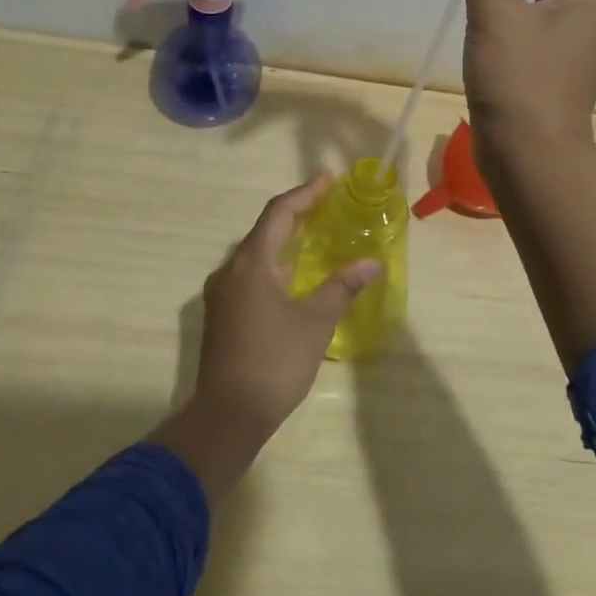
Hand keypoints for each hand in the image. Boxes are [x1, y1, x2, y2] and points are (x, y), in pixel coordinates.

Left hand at [193, 173, 381, 435]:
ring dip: (285, 240)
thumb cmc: (274, 362)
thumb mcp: (316, 322)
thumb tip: (373, 263)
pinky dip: (274, 264)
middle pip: (265, 229)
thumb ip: (342, 287)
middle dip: (296, 213)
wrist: (227, 417)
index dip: (305, 193)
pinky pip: (250, 274)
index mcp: (251, 264)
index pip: (279, 213)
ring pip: (256, 253)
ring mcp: (222, 294)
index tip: (328, 178)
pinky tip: (294, 275)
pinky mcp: (222, 314)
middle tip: (327, 203)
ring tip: (315, 234)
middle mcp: (230, 270)